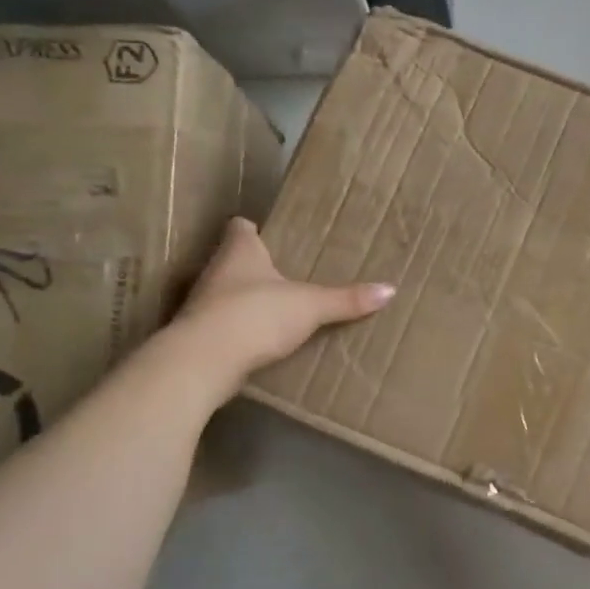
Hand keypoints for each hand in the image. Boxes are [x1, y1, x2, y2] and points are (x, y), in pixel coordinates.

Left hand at [173, 218, 393, 397]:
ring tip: (277, 307)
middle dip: (255, 266)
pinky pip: (224, 325)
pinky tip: (260, 340)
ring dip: (246, 299)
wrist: (203, 361)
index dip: (253, 228)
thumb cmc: (255, 315)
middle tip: (285, 272)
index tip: (270, 234)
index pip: (240, 227)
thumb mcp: (310, 306)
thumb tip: (390, 289)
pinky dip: (240, 329)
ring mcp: (203, 305)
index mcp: (239, 251)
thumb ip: (346, 299)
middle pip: (233, 260)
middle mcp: (216, 271)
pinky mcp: (200, 336)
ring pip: (227, 293)